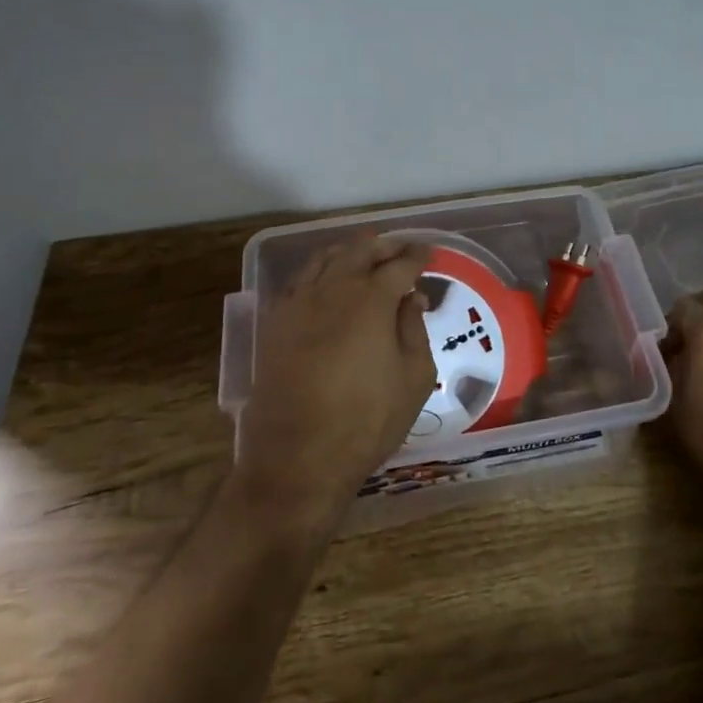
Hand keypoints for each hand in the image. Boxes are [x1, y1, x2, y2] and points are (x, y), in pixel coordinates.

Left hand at [235, 234, 436, 522]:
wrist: (297, 457)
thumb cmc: (367, 420)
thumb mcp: (414, 378)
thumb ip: (415, 329)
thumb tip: (412, 297)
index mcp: (372, 299)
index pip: (399, 264)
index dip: (416, 255)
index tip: (428, 252)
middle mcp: (334, 289)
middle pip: (360, 252)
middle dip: (384, 245)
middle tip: (400, 246)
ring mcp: (299, 303)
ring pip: (325, 259)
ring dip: (348, 250)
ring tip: (363, 251)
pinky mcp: (275, 323)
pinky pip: (299, 280)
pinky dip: (318, 270)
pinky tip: (325, 278)